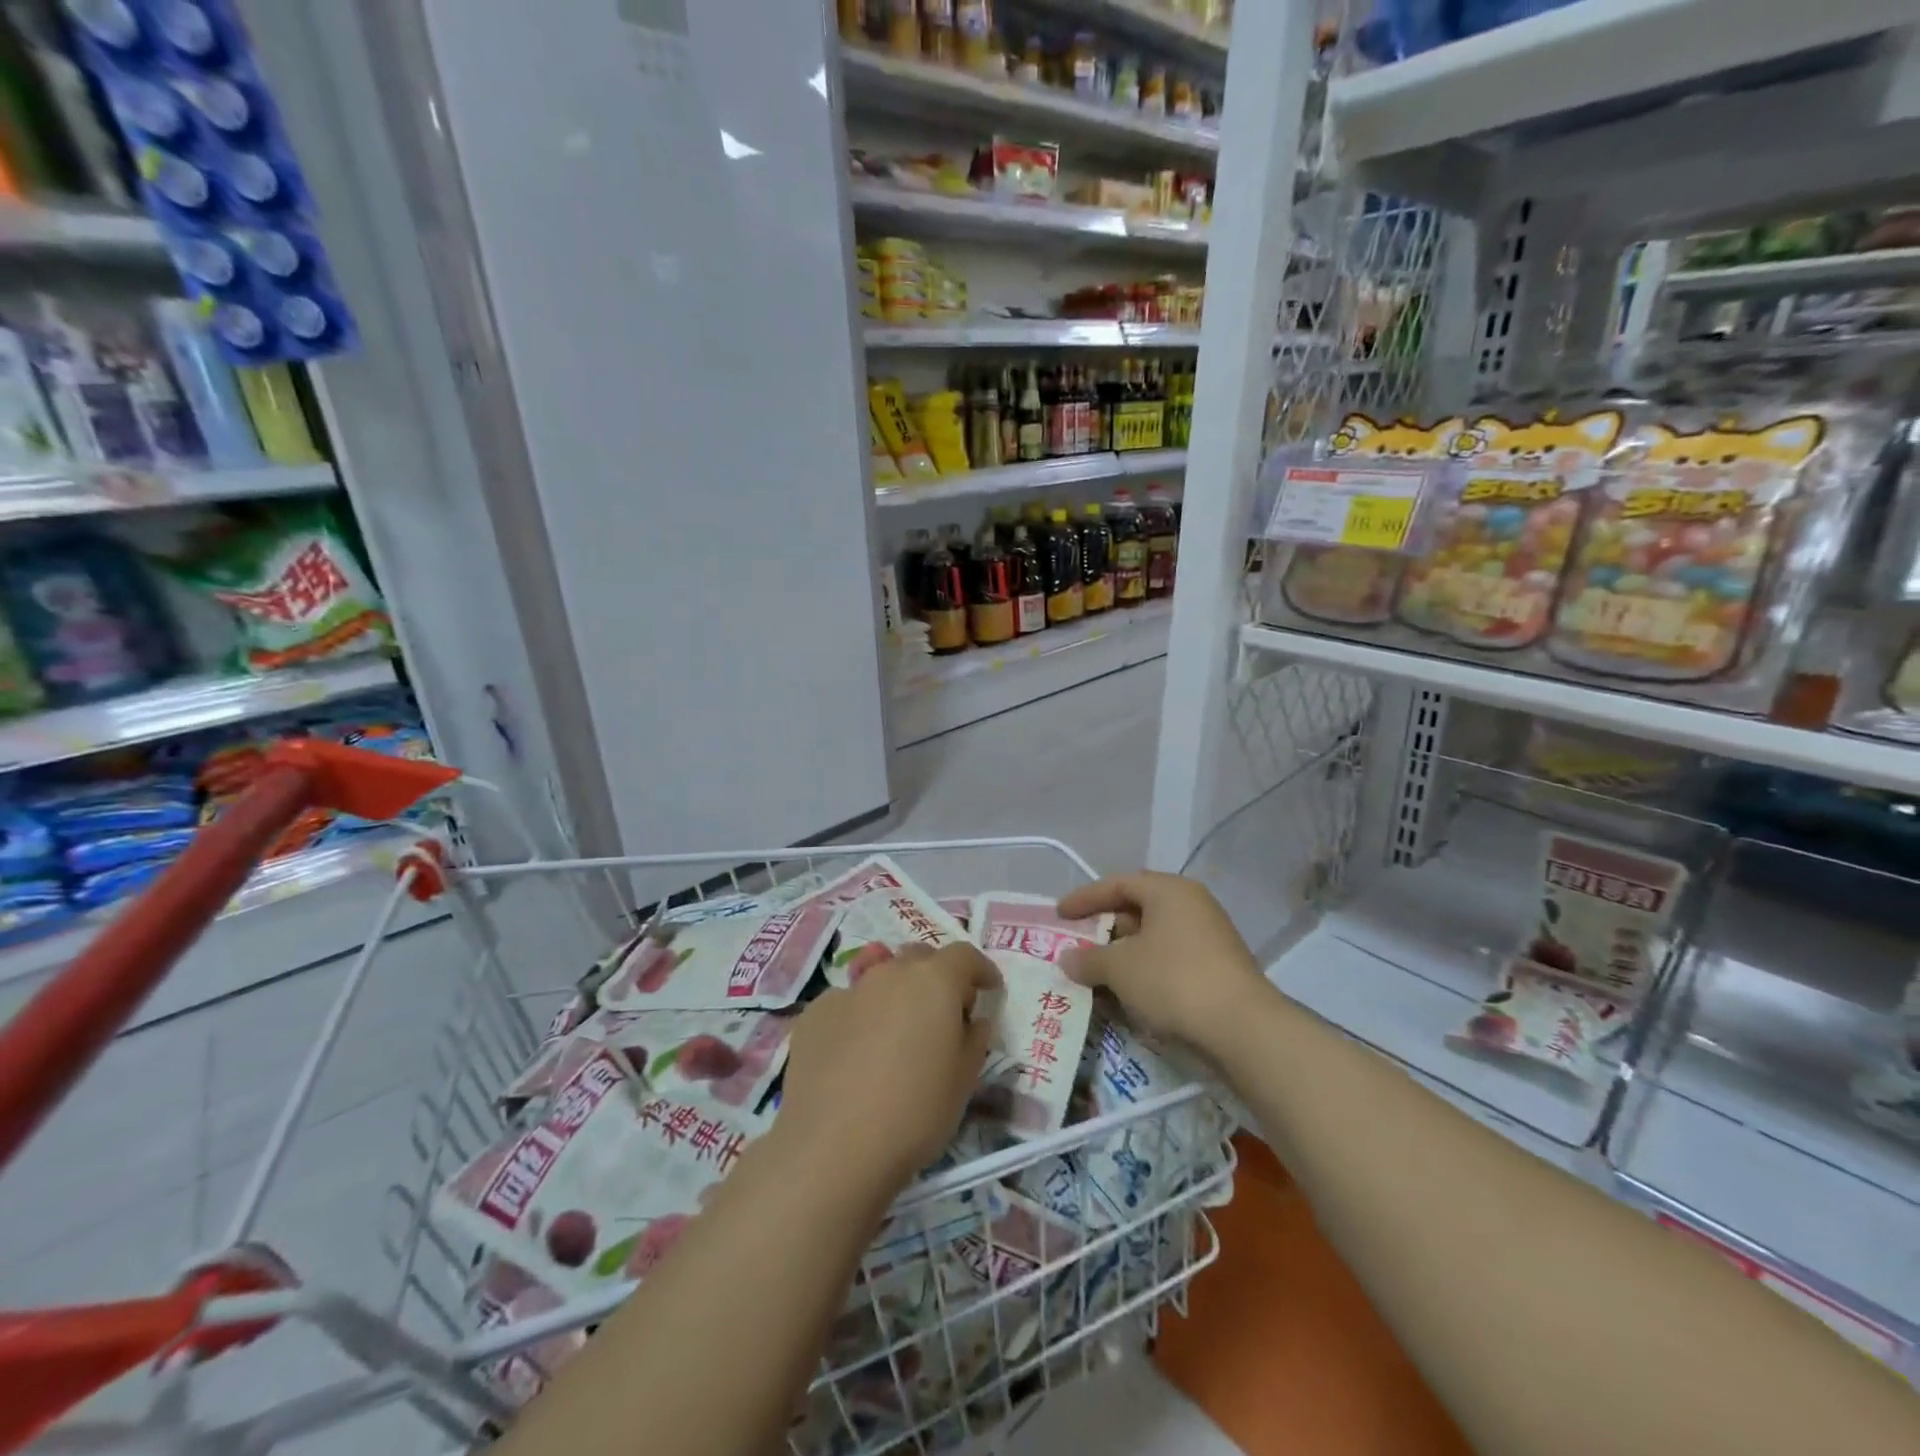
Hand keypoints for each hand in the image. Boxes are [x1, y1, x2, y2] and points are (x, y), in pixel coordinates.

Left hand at [778, 942, 1000, 1187]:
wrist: (831, 1147)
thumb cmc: (915, 1113)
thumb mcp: (964, 1081)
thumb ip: (974, 1039)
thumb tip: (973, 1020)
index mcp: (934, 981)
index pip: (965, 956)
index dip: (981, 970)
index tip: (989, 990)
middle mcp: (890, 973)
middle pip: (920, 959)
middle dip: (937, 977)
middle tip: (943, 1014)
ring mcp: (848, 989)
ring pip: (880, 977)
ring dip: (896, 994)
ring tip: (896, 1034)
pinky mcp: (814, 1013)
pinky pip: (848, 1004)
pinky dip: (860, 1017)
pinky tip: (855, 1055)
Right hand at [1056, 872, 1264, 1055]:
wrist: (1243, 1028)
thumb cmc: (1174, 980)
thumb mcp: (1120, 968)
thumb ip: (1089, 959)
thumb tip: (1067, 959)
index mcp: (1169, 890)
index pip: (1118, 883)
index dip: (1085, 898)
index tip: (1059, 914)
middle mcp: (1192, 904)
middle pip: (1138, 907)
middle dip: (1105, 926)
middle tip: (1078, 943)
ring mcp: (1210, 936)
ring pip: (1155, 936)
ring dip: (1124, 952)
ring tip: (1098, 971)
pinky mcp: (1218, 967)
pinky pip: (1170, 958)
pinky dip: (1146, 969)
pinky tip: (1130, 991)